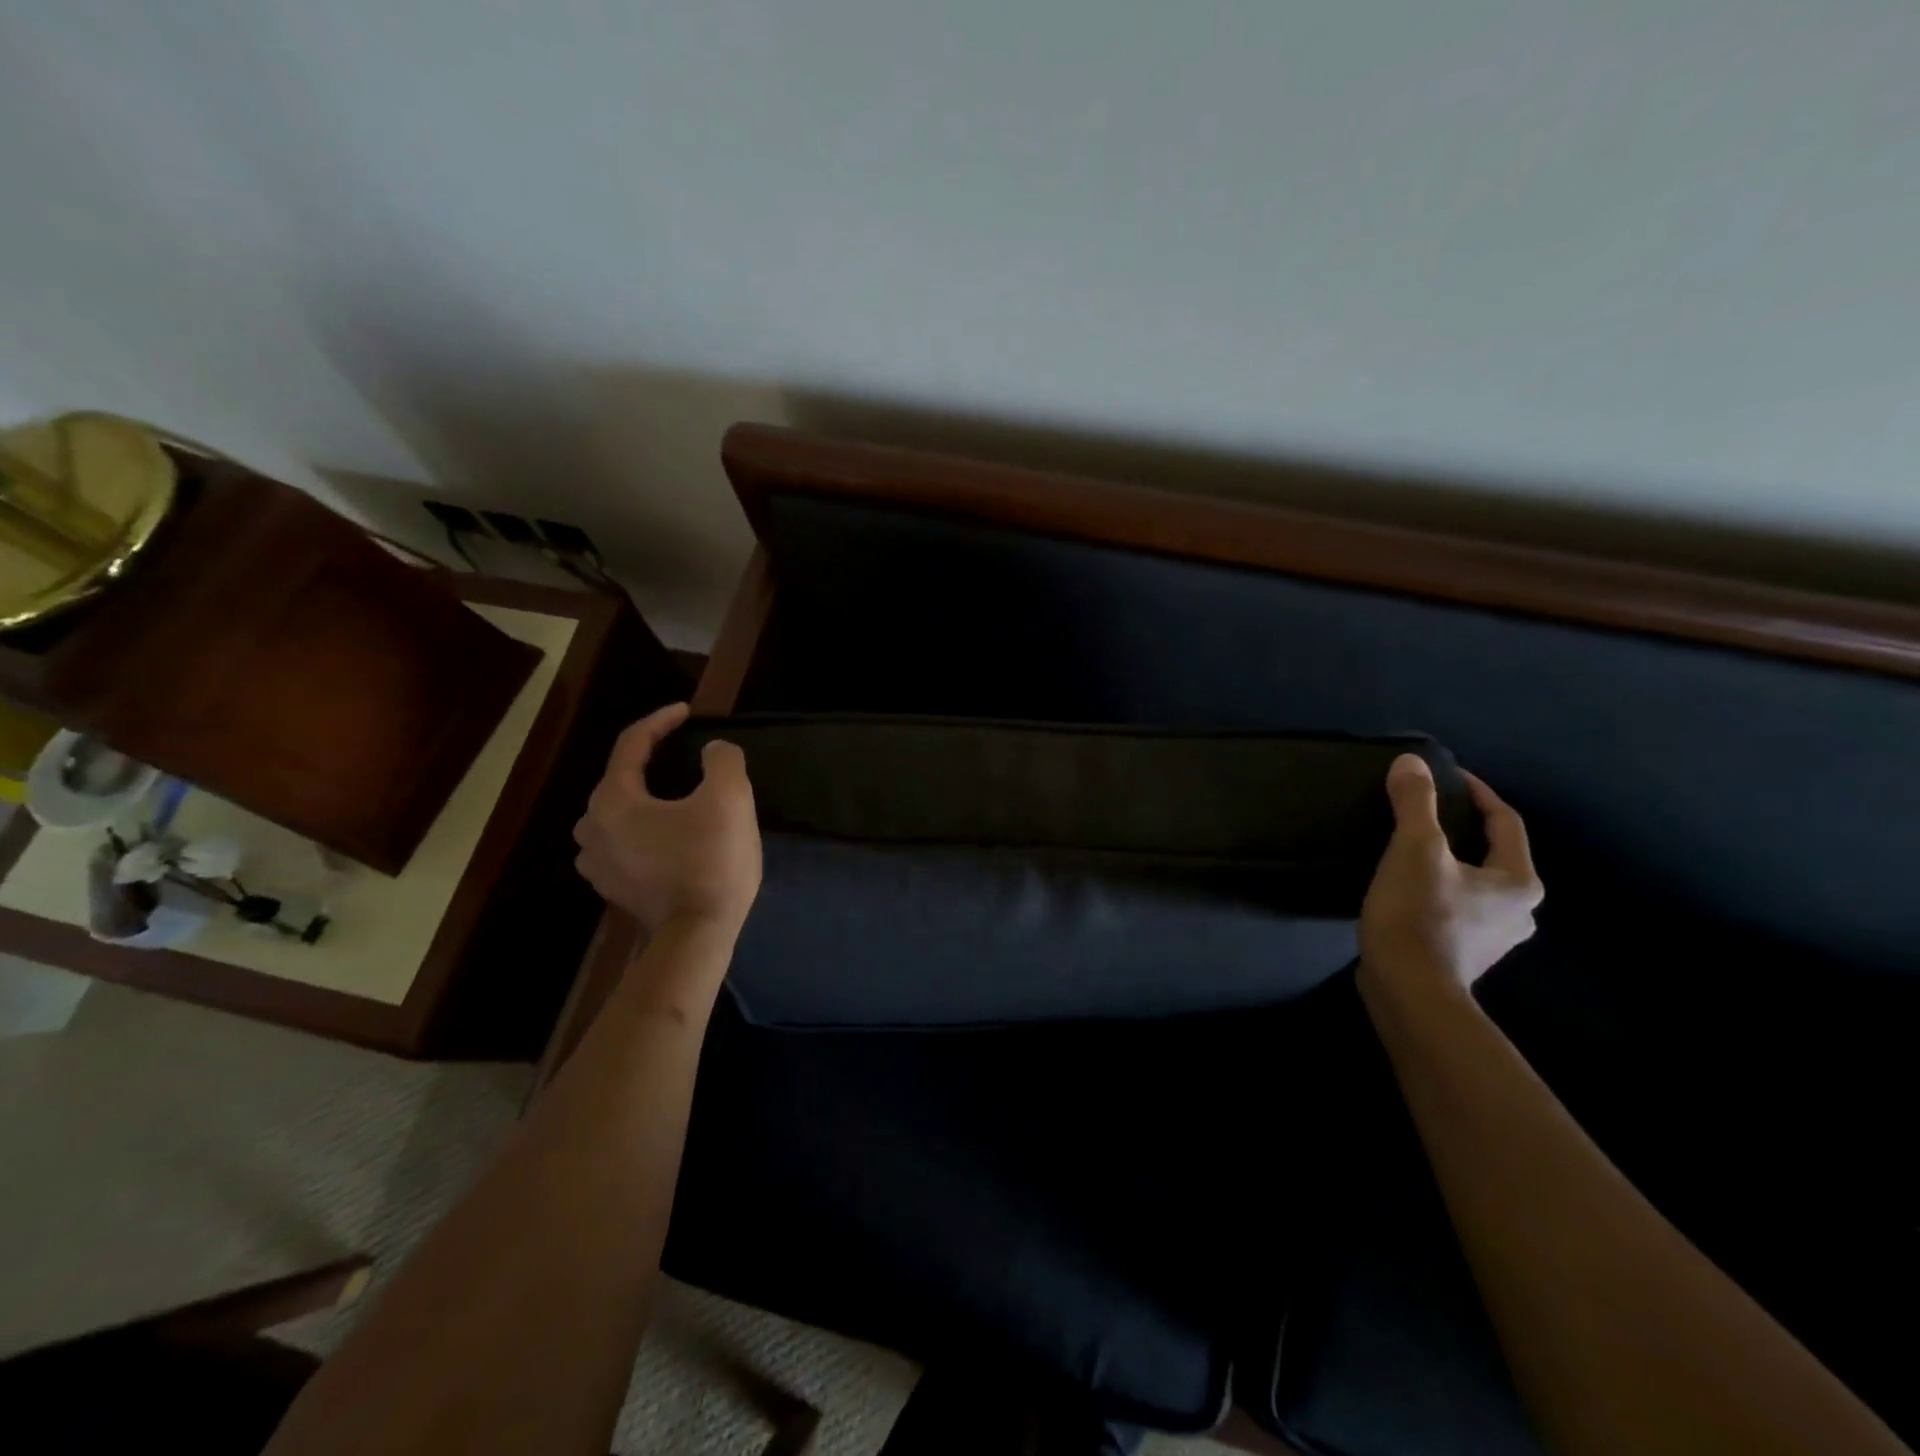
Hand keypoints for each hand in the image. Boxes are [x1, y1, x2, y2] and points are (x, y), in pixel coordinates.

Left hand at [573, 703, 760, 935]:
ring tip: (677, 797)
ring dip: (646, 799)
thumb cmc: (711, 861)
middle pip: (622, 779)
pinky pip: (625, 843)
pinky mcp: (613, 888)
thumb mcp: (729, 798)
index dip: (661, 721)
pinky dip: (645, 830)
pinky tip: (669, 836)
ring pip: (620, 813)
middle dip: (653, 762)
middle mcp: (593, 827)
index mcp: (614, 799)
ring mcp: (597, 863)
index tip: (687, 711)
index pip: (632, 744)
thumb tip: (713, 751)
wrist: (699, 935)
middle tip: (686, 757)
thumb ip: (721, 759)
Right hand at [1359, 754, 1543, 998]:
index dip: (1477, 792)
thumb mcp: (1414, 849)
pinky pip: (1457, 907)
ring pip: (1475, 883)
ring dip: (1450, 862)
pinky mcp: (1465, 955)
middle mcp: (1519, 910)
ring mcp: (1494, 937)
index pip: (1505, 821)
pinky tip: (1409, 889)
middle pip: (1493, 854)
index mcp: (1519, 881)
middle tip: (1424, 812)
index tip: (1446, 776)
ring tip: (1412, 849)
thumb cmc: (1420, 916)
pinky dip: (1439, 890)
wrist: (1408, 992)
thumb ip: (1415, 803)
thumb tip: (1411, 762)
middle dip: (1462, 829)